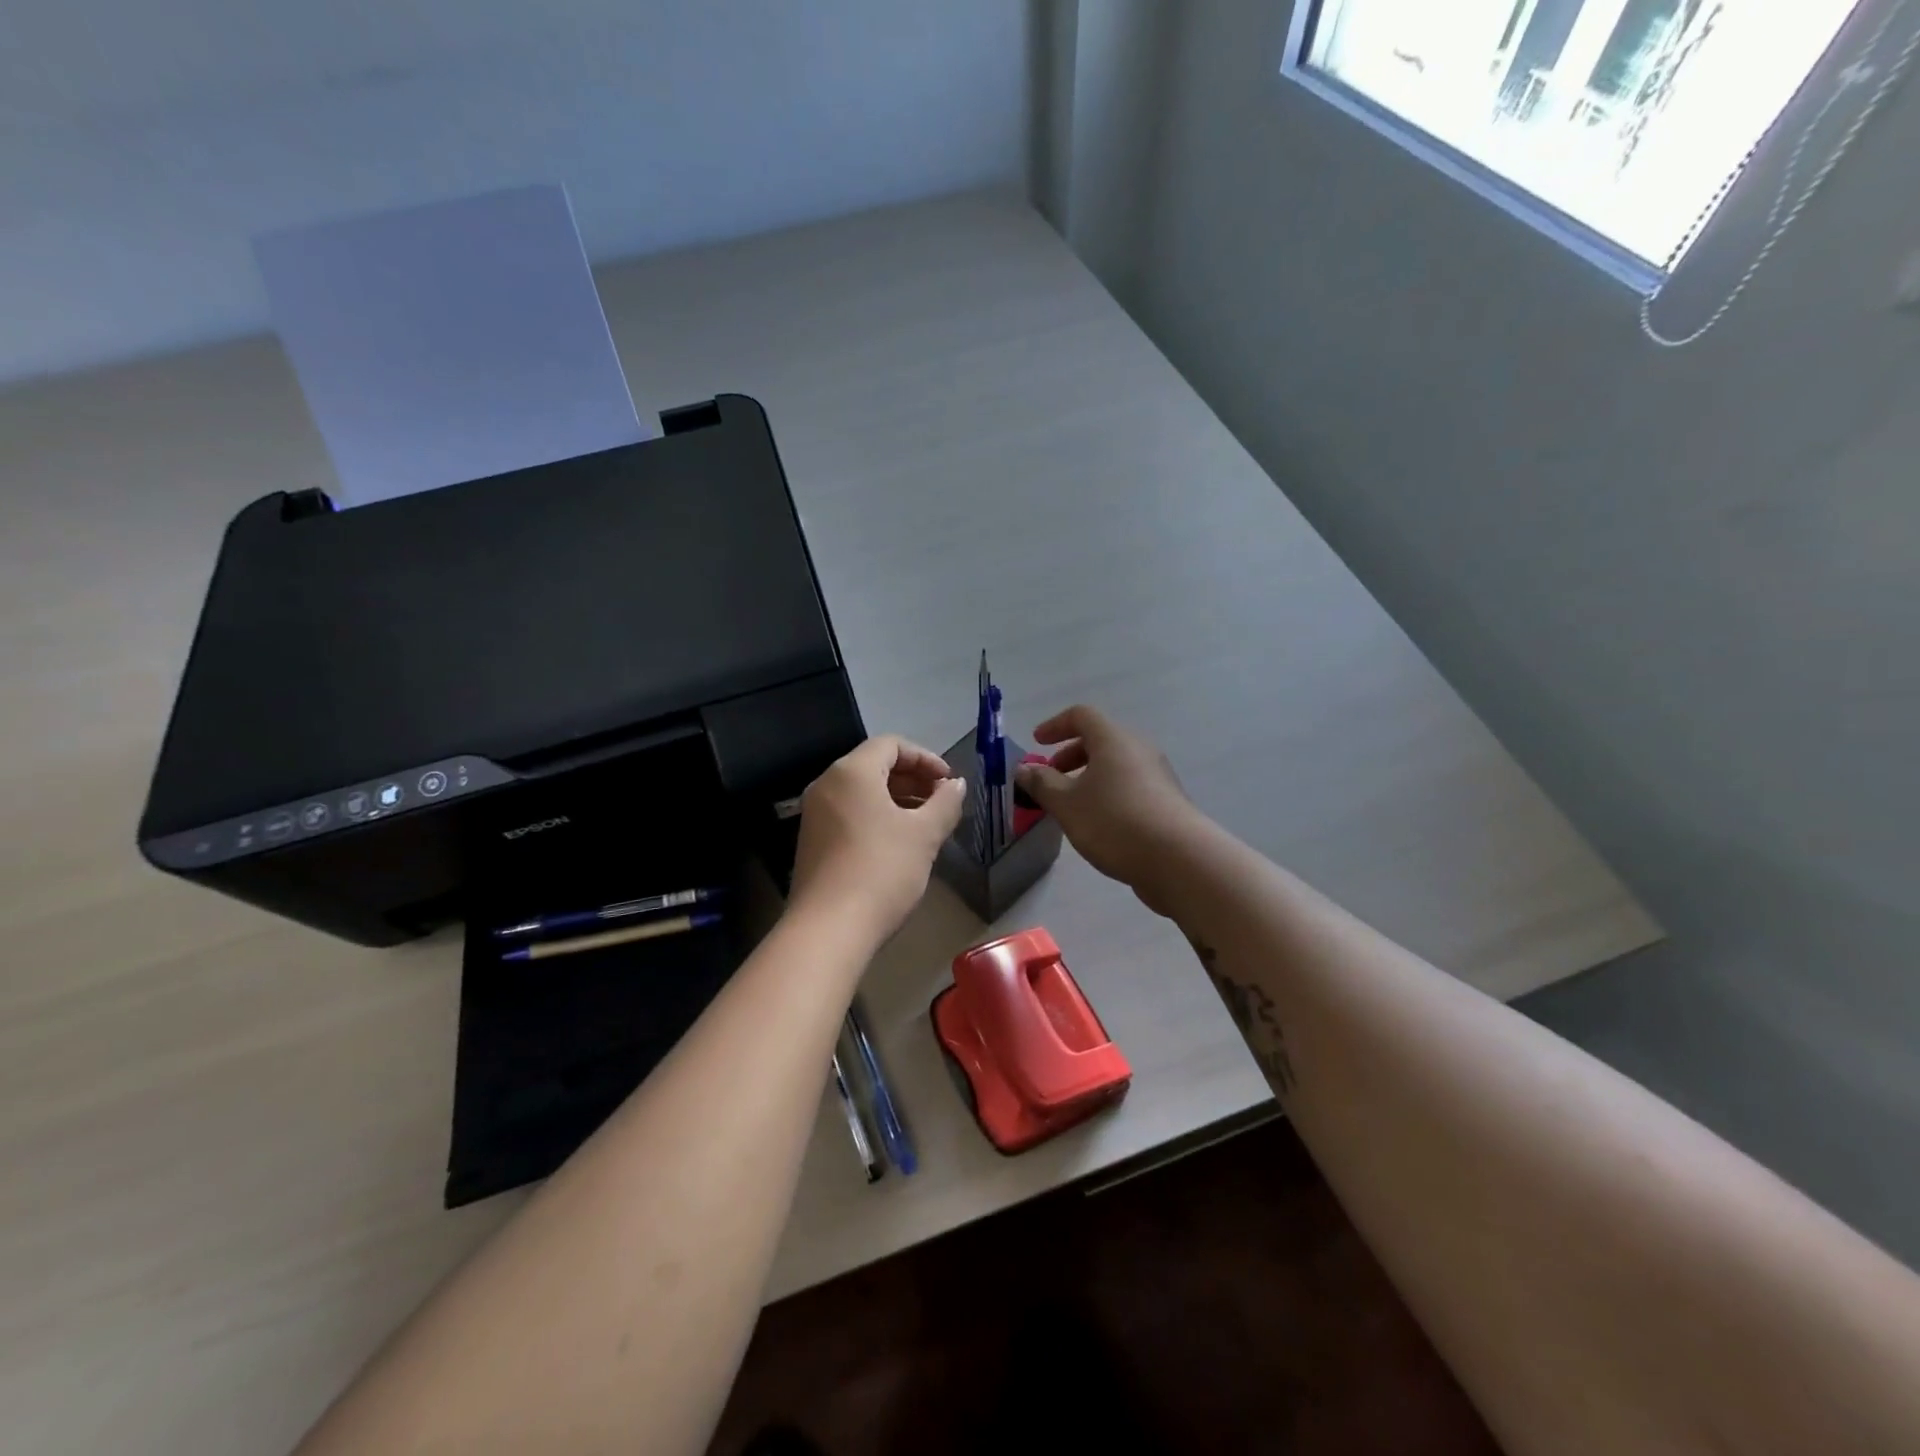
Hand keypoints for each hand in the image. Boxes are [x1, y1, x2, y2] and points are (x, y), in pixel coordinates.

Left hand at [790, 735, 965, 943]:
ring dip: (898, 800)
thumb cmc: (881, 871)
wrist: (828, 930)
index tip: (949, 782)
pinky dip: (878, 817)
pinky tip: (899, 844)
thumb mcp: (924, 835)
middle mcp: (827, 784)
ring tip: (927, 824)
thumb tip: (956, 785)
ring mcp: (815, 814)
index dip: (926, 758)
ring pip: (862, 792)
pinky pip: (850, 814)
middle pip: (875, 765)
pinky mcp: (812, 841)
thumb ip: (945, 803)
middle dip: (913, 779)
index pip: (892, 744)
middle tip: (942, 803)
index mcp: (851, 772)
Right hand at [1014, 706, 1205, 914]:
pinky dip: (1107, 793)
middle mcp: (1139, 749)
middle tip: (1050, 778)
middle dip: (1070, 755)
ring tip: (1071, 806)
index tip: (1037, 743)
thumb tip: (1024, 768)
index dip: (1056, 725)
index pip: (1082, 716)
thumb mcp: (1067, 804)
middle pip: (1101, 740)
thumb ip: (1041, 783)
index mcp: (1113, 740)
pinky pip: (1130, 786)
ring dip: (1089, 777)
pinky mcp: (1167, 802)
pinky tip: (1098, 824)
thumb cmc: (1115, 822)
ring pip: (1116, 765)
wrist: (1179, 860)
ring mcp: (1157, 775)